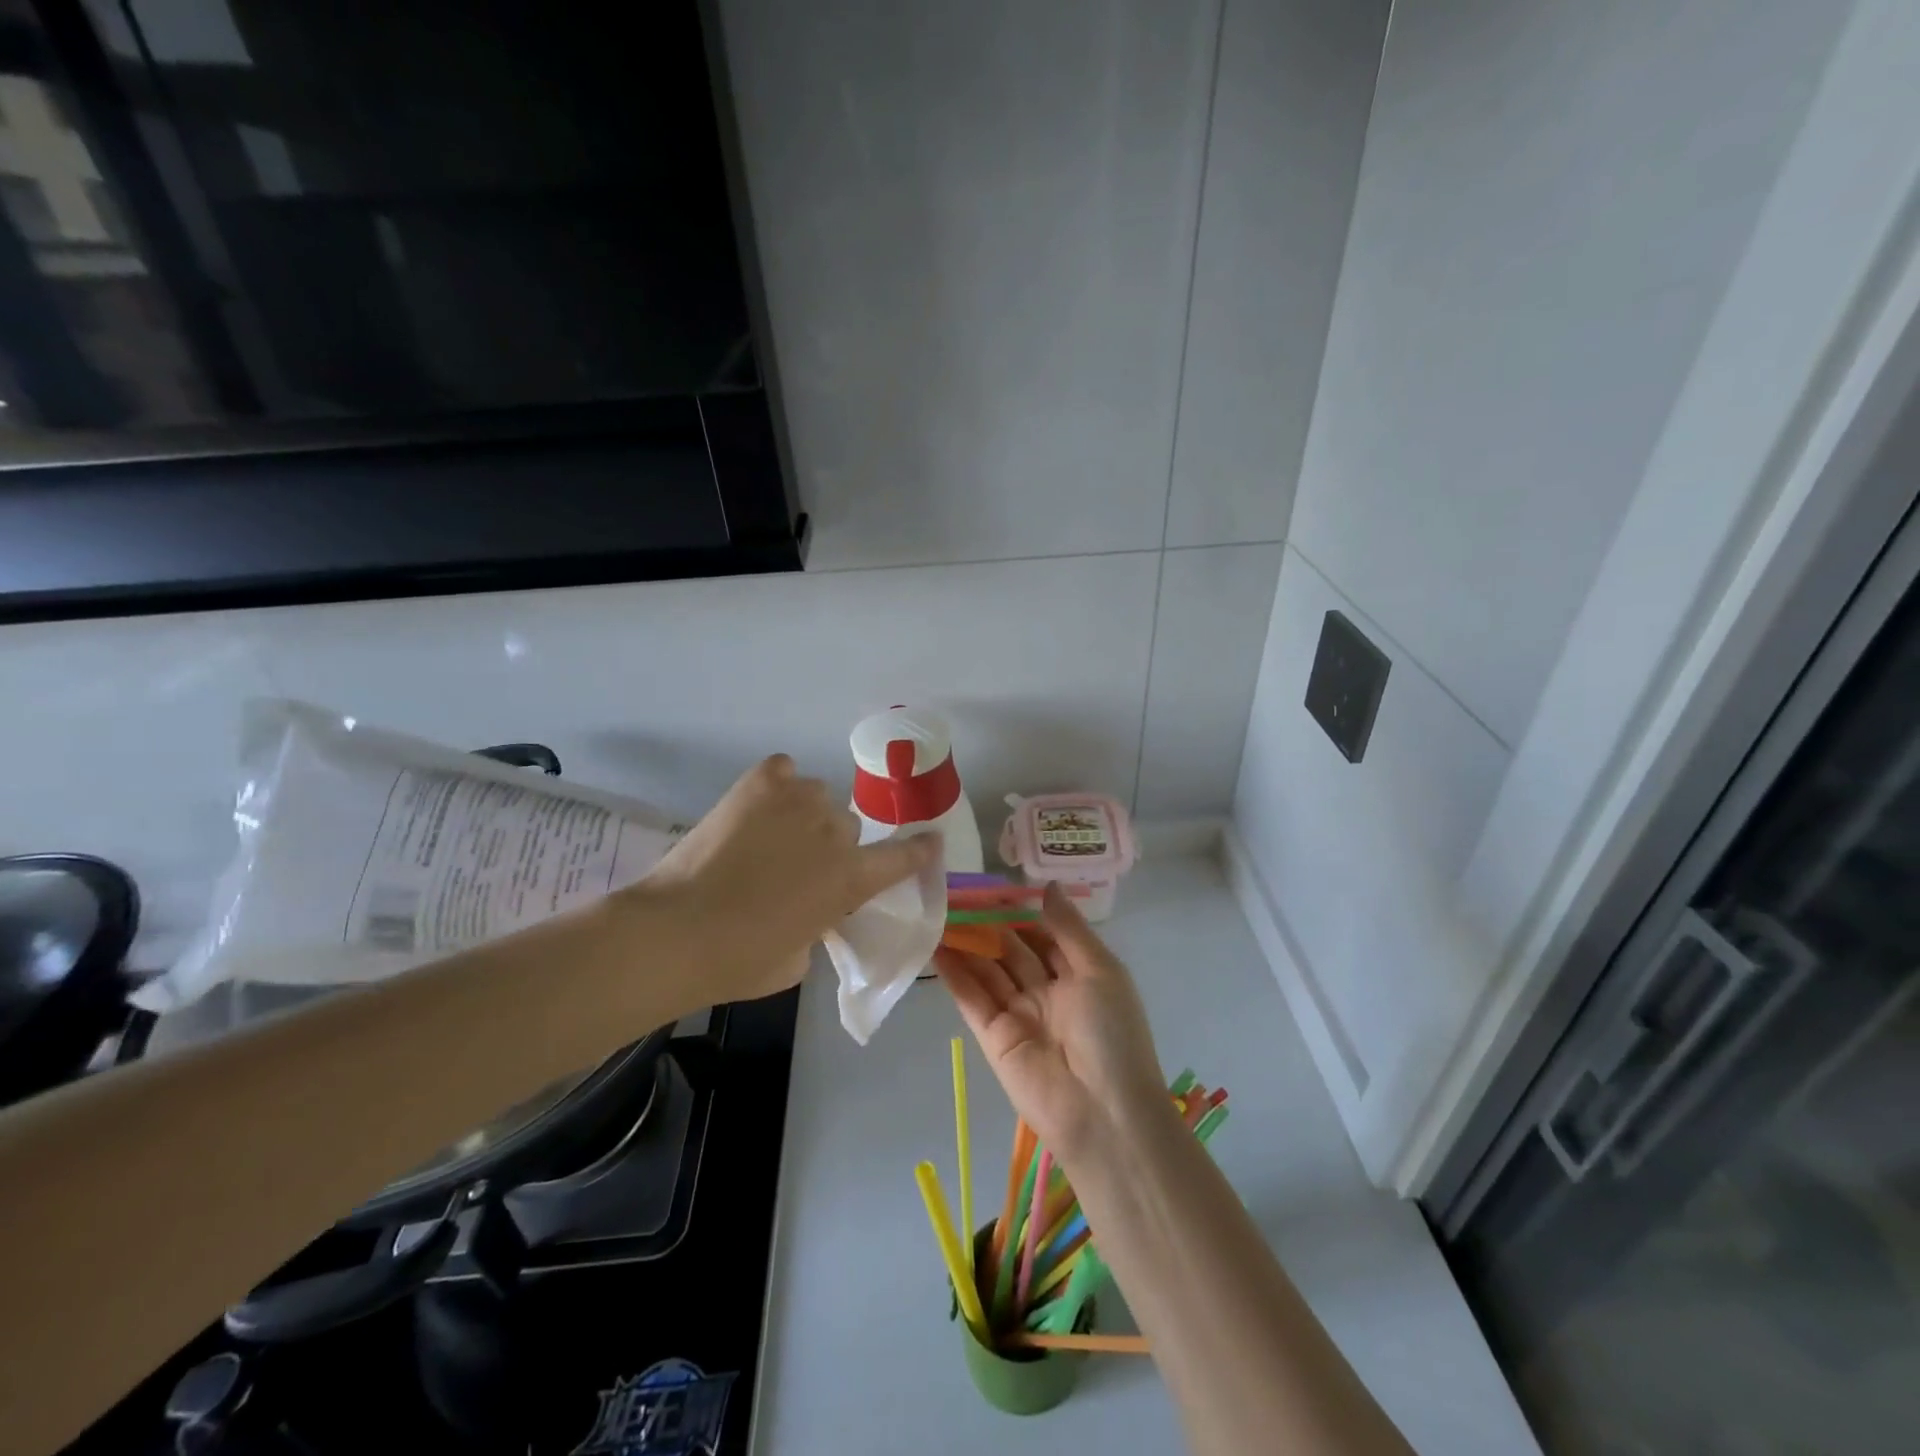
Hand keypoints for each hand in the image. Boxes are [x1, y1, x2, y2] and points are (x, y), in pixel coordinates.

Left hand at [640, 755, 938, 1005]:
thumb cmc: (739, 961)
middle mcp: (835, 832)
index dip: (919, 849)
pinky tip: (759, 804)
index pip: (903, 857)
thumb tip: (809, 910)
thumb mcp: (798, 960)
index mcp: (851, 878)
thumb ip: (819, 926)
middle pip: (848, 827)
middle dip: (830, 846)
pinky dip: (778, 784)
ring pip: (818, 796)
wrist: (676, 931)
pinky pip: (784, 771)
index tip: (930, 839)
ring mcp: (799, 801)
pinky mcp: (760, 783)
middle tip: (797, 867)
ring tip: (771, 834)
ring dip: (804, 815)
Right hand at [935, 884, 1166, 1166]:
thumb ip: (1069, 928)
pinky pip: (972, 997)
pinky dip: (954, 973)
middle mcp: (1047, 991)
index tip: (994, 885)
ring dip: (966, 943)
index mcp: (1079, 975)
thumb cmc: (1112, 1033)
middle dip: (988, 923)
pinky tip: (935, 945)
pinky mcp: (993, 1036)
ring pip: (988, 969)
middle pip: (1012, 950)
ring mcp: (1018, 1014)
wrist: (1103, 1113)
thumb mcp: (1101, 970)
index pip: (1044, 935)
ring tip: (938, 911)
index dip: (1021, 911)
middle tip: (957, 893)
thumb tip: (1047, 885)